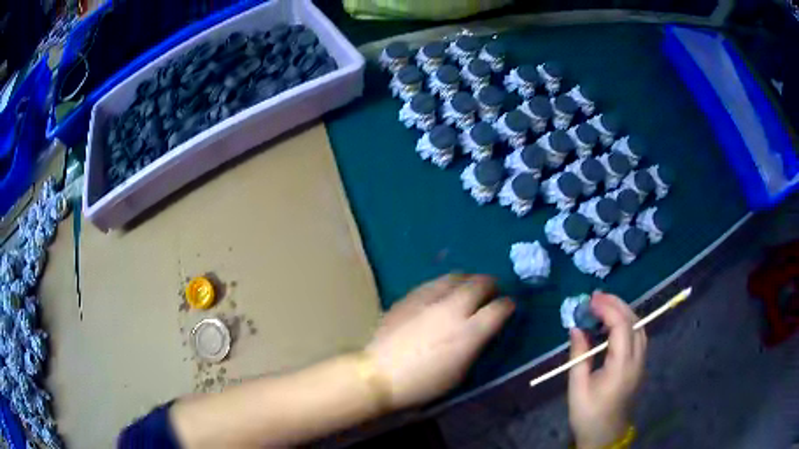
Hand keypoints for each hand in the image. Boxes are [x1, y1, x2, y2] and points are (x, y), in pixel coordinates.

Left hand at [365, 274, 514, 410]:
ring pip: (456, 277)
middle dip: (490, 284)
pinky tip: (442, 291)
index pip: (498, 309)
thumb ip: (475, 345)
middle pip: (479, 284)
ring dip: (468, 280)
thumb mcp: (459, 372)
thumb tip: (481, 330)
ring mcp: (429, 299)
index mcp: (469, 332)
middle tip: (492, 289)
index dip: (507, 305)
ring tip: (469, 285)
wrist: (380, 374)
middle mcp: (453, 309)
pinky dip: (444, 284)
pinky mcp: (410, 297)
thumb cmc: (423, 383)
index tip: (508, 306)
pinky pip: (433, 283)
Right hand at [568, 293, 646, 448]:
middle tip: (596, 296)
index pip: (621, 326)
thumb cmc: (588, 414)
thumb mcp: (577, 387)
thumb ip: (579, 355)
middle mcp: (637, 359)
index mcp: (622, 366)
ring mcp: (642, 361)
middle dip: (617, 304)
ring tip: (604, 306)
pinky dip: (627, 323)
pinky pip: (638, 335)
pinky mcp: (640, 364)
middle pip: (634, 321)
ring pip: (639, 326)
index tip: (589, 301)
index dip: (607, 308)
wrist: (605, 435)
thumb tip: (576, 327)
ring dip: (623, 311)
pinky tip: (613, 324)